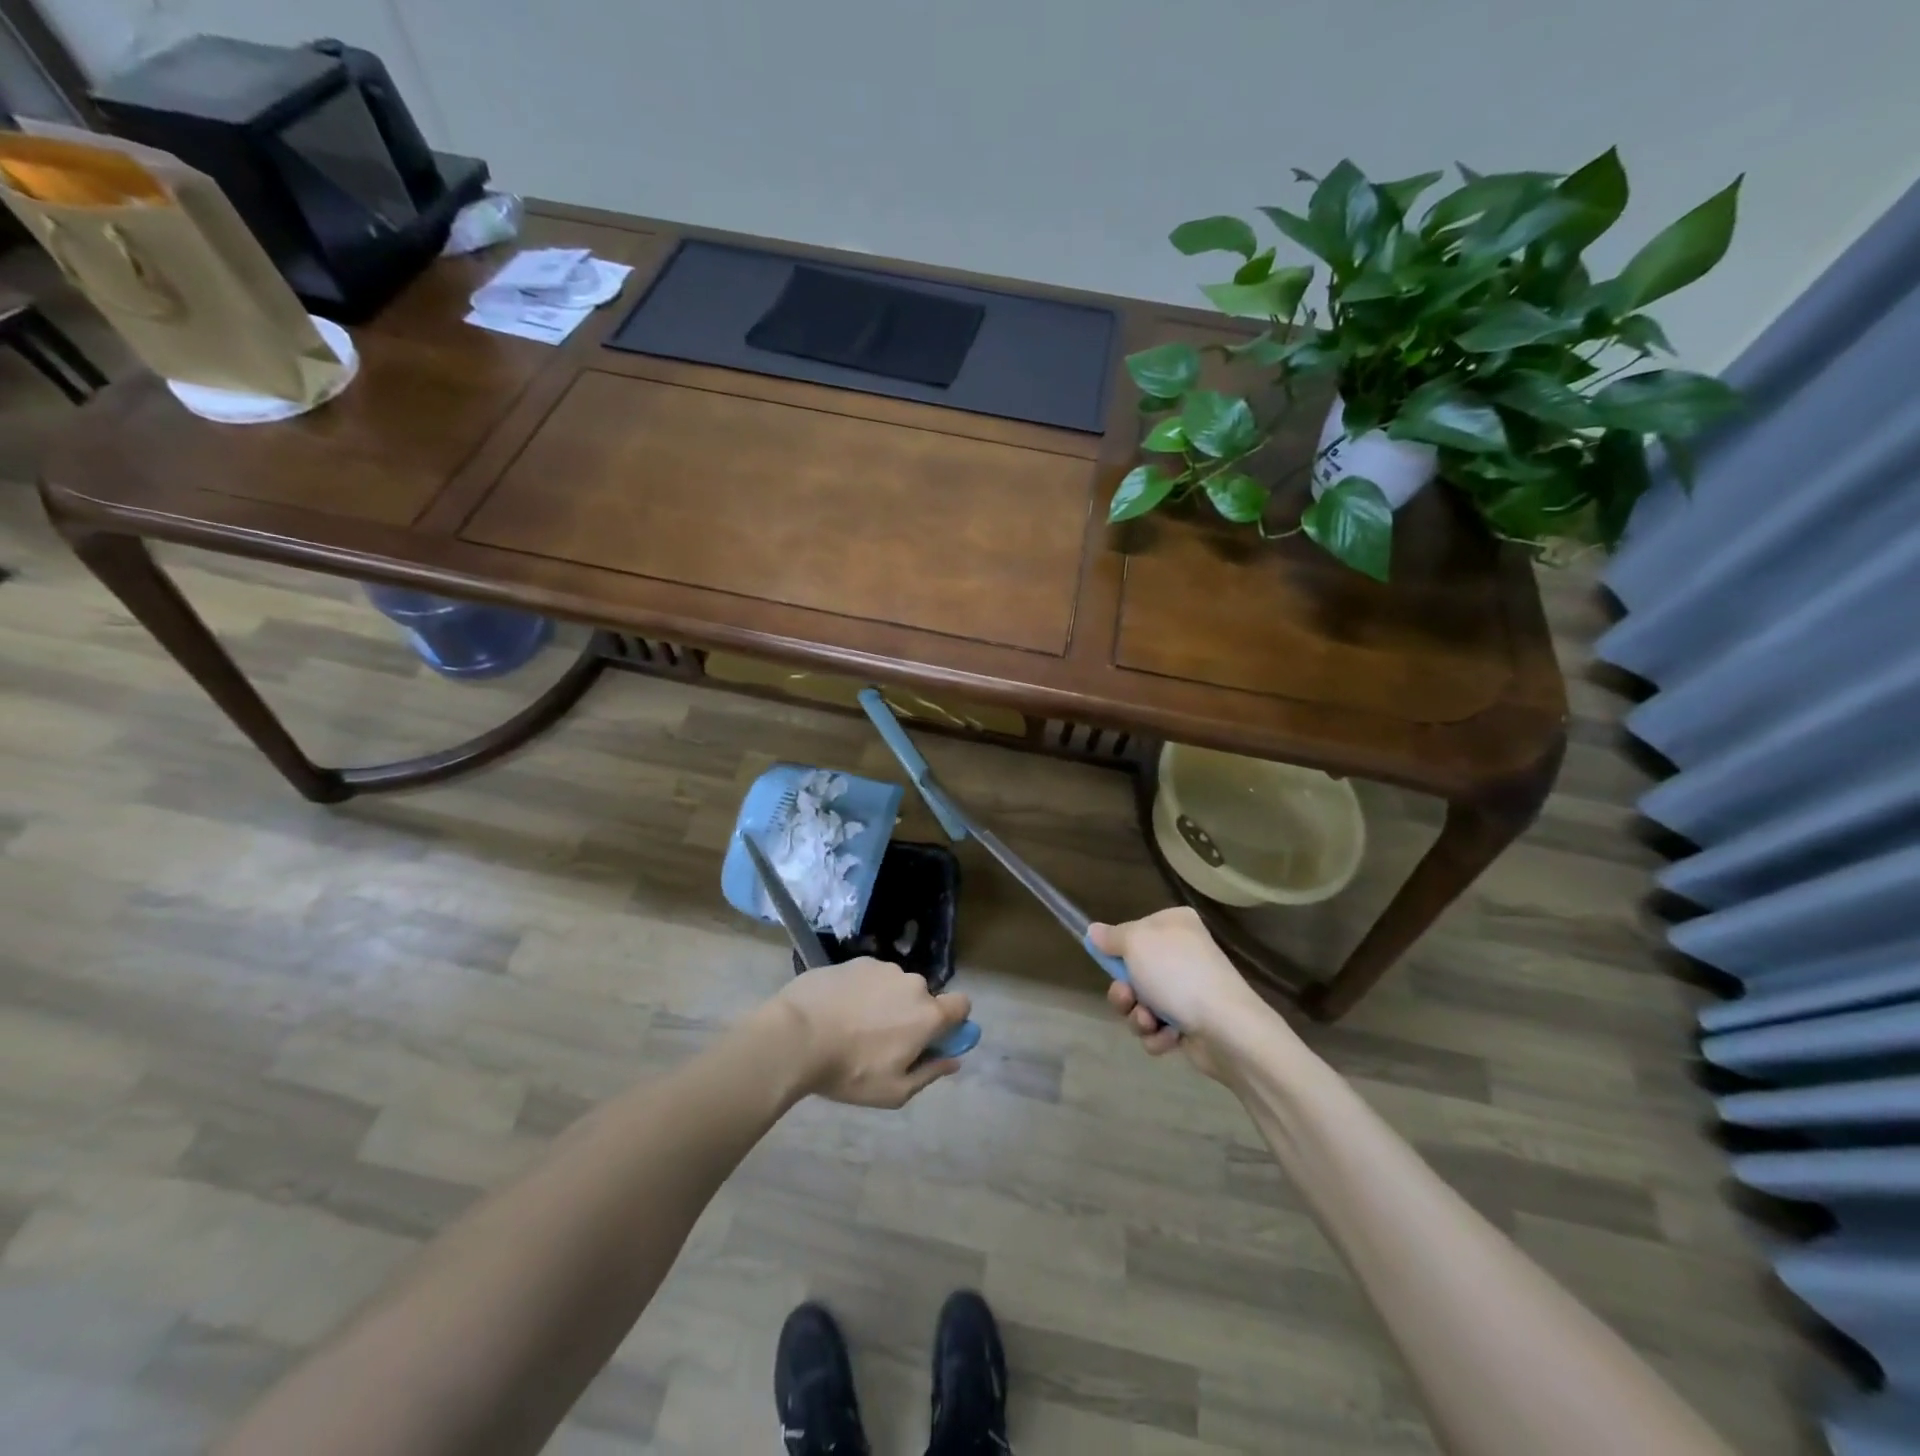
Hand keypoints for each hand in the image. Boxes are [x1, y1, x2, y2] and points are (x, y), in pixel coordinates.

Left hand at [772, 958, 971, 1107]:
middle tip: (883, 1042)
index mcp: (928, 1014)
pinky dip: (861, 991)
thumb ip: (930, 1073)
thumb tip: (954, 1060)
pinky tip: (837, 1010)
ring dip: (885, 1002)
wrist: (797, 1035)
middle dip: (911, 1016)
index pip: (962, 1005)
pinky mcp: (855, 961)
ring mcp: (882, 968)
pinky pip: (869, 977)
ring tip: (853, 1026)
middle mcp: (912, 983)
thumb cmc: (850, 1071)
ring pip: (895, 986)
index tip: (934, 1039)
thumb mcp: (893, 1090)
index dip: (953, 1021)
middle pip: (923, 998)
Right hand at [1089, 909, 1274, 1080]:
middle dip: (1125, 991)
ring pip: (1142, 1002)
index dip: (1119, 950)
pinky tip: (1169, 1037)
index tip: (1109, 961)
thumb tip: (1093, 931)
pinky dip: (1158, 1034)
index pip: (1134, 931)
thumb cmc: (1178, 974)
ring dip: (1137, 1016)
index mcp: (1175, 925)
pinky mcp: (1192, 1021)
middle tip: (1127, 997)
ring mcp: (1188, 989)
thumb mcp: (1136, 943)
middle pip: (1133, 971)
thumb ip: (1111, 937)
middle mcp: (1182, 953)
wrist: (1226, 1028)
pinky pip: (1158, 1027)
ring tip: (1150, 1022)